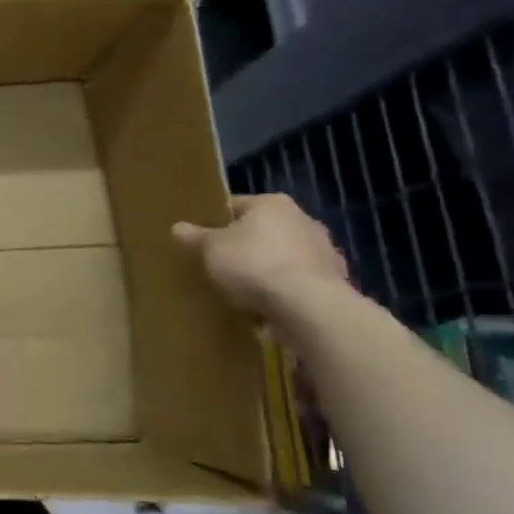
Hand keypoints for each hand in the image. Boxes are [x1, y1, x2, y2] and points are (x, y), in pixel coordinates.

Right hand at [173, 194, 348, 315]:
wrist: (307, 306)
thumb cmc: (252, 264)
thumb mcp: (211, 249)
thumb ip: (195, 237)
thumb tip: (177, 227)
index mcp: (272, 204)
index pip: (237, 206)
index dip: (217, 222)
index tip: (204, 240)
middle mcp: (304, 220)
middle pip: (265, 231)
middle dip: (247, 246)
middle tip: (224, 265)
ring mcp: (325, 252)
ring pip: (286, 258)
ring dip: (270, 270)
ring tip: (246, 292)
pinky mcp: (336, 284)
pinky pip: (301, 284)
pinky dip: (288, 293)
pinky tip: (270, 309)